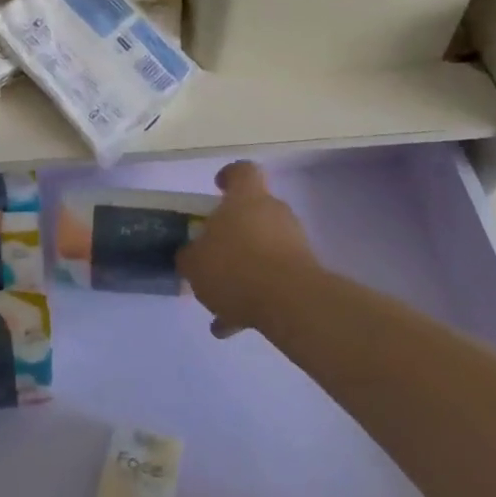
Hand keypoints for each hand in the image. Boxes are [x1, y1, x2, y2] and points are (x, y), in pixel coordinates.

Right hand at [177, 161, 317, 337]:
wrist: (291, 303)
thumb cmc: (235, 267)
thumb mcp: (195, 263)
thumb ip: (189, 256)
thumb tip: (190, 255)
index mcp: (246, 198)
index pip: (242, 171)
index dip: (229, 176)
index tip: (217, 188)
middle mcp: (273, 212)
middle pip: (253, 212)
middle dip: (234, 233)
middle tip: (213, 255)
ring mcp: (294, 242)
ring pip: (263, 249)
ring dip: (244, 270)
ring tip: (221, 303)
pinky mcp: (306, 273)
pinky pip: (275, 280)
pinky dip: (257, 297)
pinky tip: (237, 325)